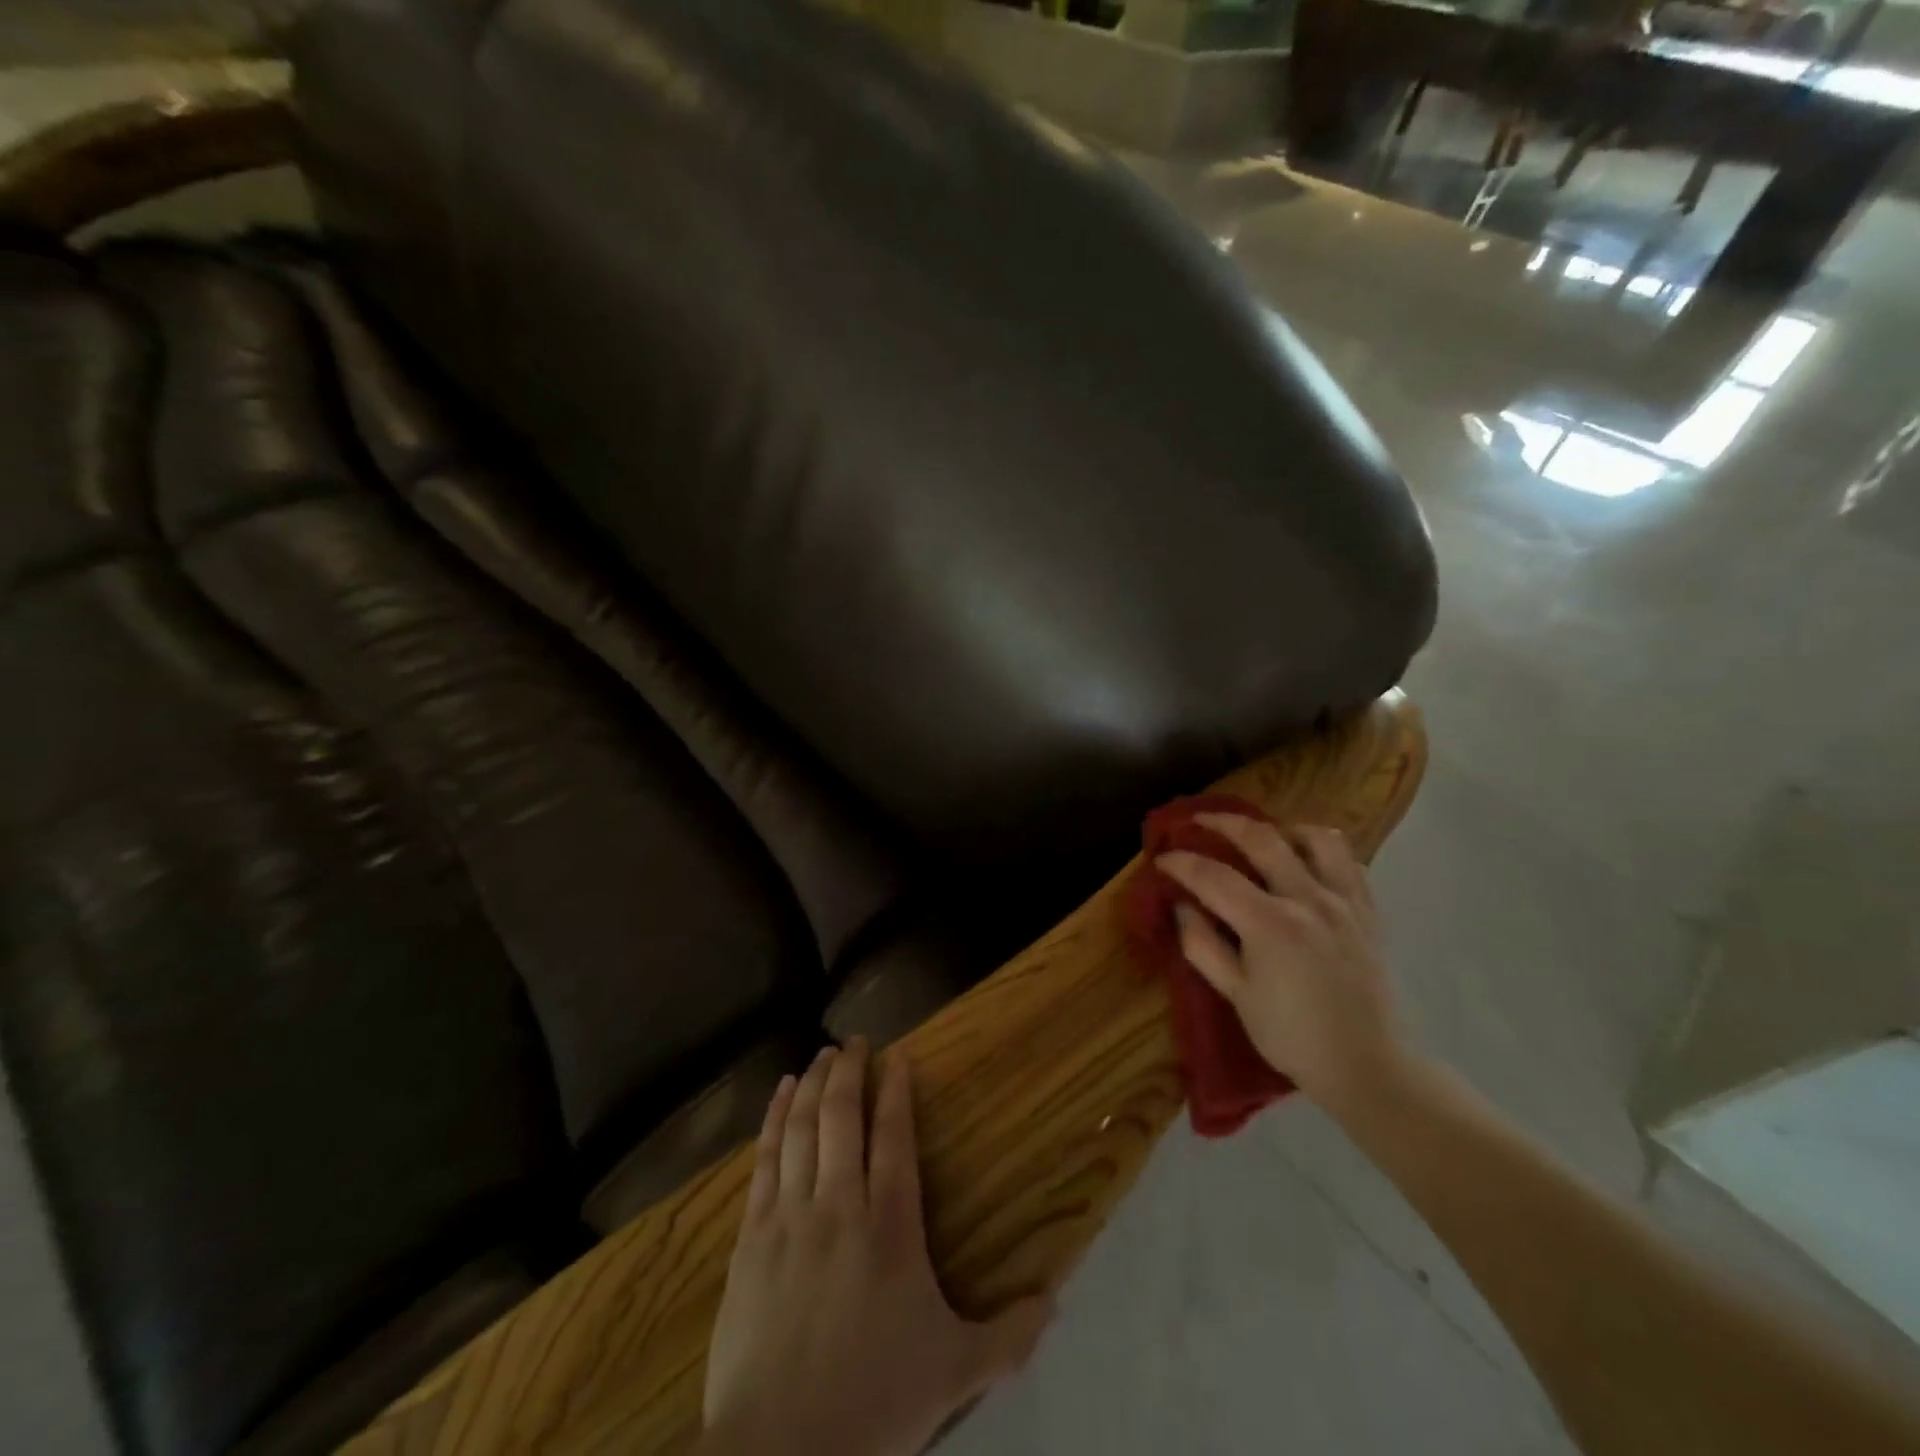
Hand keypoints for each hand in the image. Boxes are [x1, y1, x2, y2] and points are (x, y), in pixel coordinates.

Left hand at [701, 1039, 1051, 1455]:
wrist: (782, 1451)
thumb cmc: (875, 1402)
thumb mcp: (955, 1372)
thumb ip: (1009, 1334)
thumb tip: (1058, 1299)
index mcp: (891, 1226)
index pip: (894, 1137)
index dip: (896, 1090)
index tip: (898, 1057)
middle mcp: (839, 1205)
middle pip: (842, 1117)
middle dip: (850, 1071)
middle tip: (856, 1041)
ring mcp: (790, 1216)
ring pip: (802, 1128)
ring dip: (814, 1085)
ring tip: (823, 1055)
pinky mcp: (752, 1237)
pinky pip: (764, 1160)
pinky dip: (774, 1120)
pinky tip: (781, 1096)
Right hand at [1157, 818, 1402, 1107]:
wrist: (1366, 1066)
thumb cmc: (1292, 1035)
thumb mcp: (1236, 995)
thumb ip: (1202, 945)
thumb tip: (1182, 906)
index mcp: (1270, 924)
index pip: (1213, 876)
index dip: (1181, 862)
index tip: (1161, 858)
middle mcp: (1308, 900)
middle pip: (1261, 839)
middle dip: (1222, 823)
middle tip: (1198, 822)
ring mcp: (1345, 902)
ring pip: (1317, 838)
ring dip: (1282, 829)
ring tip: (1263, 838)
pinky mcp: (1369, 912)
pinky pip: (1349, 862)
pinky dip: (1324, 851)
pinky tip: (1307, 863)